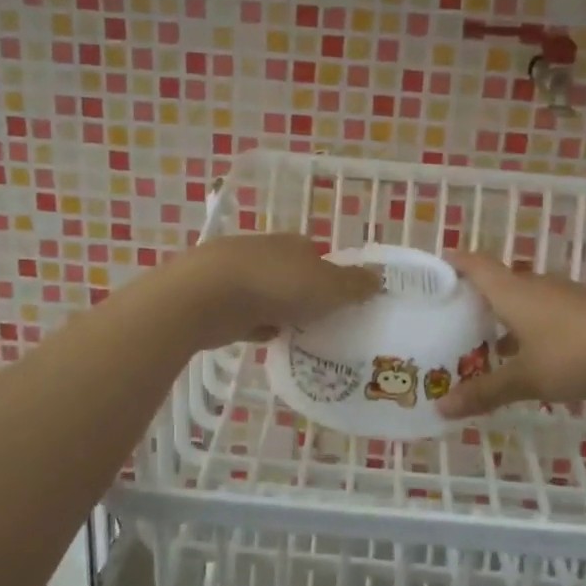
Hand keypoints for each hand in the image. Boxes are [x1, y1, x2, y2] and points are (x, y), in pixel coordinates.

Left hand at [166, 234, 380, 349]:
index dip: (332, 277)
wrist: (207, 295)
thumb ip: (354, 285)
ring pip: (269, 294)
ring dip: (282, 311)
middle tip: (324, 323)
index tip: (343, 302)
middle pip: (293, 274)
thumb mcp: (327, 287)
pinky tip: (269, 342)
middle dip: (306, 295)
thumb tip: (378, 278)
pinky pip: (247, 314)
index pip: (319, 256)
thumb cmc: (276, 285)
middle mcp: (267, 253)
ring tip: (300, 336)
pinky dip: (258, 326)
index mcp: (294, 244)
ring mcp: (238, 275)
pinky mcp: (218, 300)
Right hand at [436, 251, 585, 417]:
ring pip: (524, 299)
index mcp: (511, 292)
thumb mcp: (526, 378)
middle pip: (498, 282)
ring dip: (506, 317)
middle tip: (455, 319)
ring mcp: (563, 295)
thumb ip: (485, 392)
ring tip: (489, 345)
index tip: (436, 271)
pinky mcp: (585, 309)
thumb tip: (441, 409)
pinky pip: (546, 311)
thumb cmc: (572, 352)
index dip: (454, 263)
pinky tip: (534, 355)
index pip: (475, 265)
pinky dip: (531, 327)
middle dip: (477, 298)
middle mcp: (534, 285)